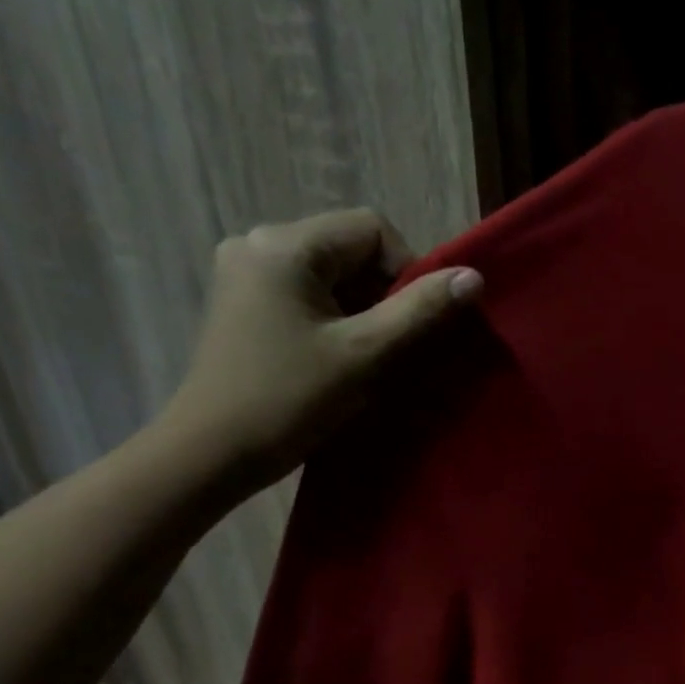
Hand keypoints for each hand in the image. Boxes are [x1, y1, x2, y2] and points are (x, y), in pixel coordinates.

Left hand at [162, 208, 481, 486]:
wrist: (211, 453)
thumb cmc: (288, 401)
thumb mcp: (363, 355)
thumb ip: (419, 312)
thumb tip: (473, 277)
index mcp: (284, 245)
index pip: (372, 229)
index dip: (409, 271)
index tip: (417, 325)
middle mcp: (259, 244)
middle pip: (350, 251)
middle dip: (385, 296)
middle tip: (397, 348)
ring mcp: (247, 275)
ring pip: (331, 277)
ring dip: (363, 313)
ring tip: (369, 360)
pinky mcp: (244, 305)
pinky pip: (308, 297)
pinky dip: (336, 322)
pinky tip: (340, 360)